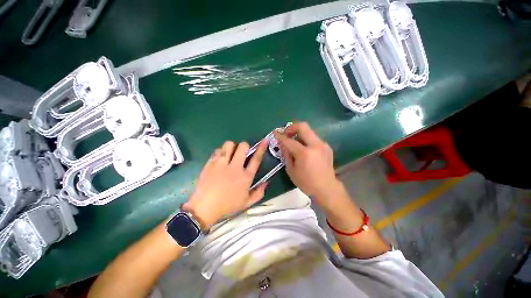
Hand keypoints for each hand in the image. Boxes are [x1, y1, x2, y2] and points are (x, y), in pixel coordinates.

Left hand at [184, 140, 268, 228]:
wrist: (204, 208)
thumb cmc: (227, 206)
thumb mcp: (247, 203)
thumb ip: (259, 193)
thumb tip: (266, 182)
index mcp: (245, 177)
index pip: (256, 159)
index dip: (261, 148)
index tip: (264, 140)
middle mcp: (235, 167)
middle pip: (242, 147)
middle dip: (244, 146)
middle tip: (242, 151)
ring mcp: (222, 164)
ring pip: (229, 145)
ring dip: (232, 147)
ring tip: (230, 153)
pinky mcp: (211, 163)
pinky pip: (218, 150)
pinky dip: (221, 151)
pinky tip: (220, 158)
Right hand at [273, 122, 343, 208]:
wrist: (326, 188)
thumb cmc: (306, 182)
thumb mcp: (291, 170)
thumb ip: (286, 154)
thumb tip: (282, 144)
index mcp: (305, 153)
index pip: (289, 140)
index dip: (280, 136)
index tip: (275, 133)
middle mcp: (315, 145)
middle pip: (303, 126)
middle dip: (292, 127)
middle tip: (286, 133)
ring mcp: (323, 145)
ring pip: (309, 131)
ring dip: (299, 134)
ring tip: (294, 143)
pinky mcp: (326, 146)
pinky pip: (313, 138)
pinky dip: (306, 140)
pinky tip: (304, 149)